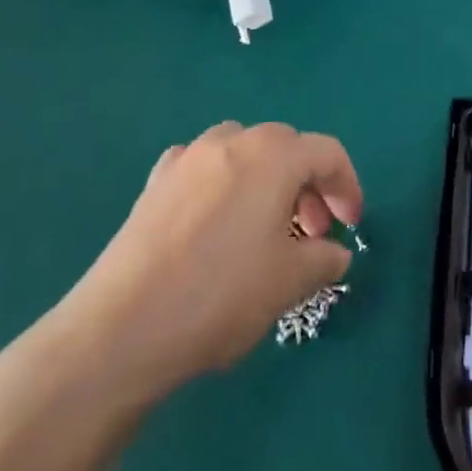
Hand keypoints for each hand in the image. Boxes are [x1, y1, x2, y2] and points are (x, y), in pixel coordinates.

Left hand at [52, 122, 363, 404]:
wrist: (122, 328)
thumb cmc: (221, 295)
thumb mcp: (290, 282)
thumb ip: (324, 259)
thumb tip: (334, 254)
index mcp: (273, 156)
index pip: (328, 153)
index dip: (347, 187)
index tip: (349, 226)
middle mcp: (232, 141)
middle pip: (286, 147)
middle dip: (308, 185)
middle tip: (310, 233)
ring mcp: (187, 158)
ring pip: (243, 150)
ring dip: (265, 179)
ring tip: (264, 224)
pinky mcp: (154, 183)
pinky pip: (202, 167)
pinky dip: (221, 183)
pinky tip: (214, 219)